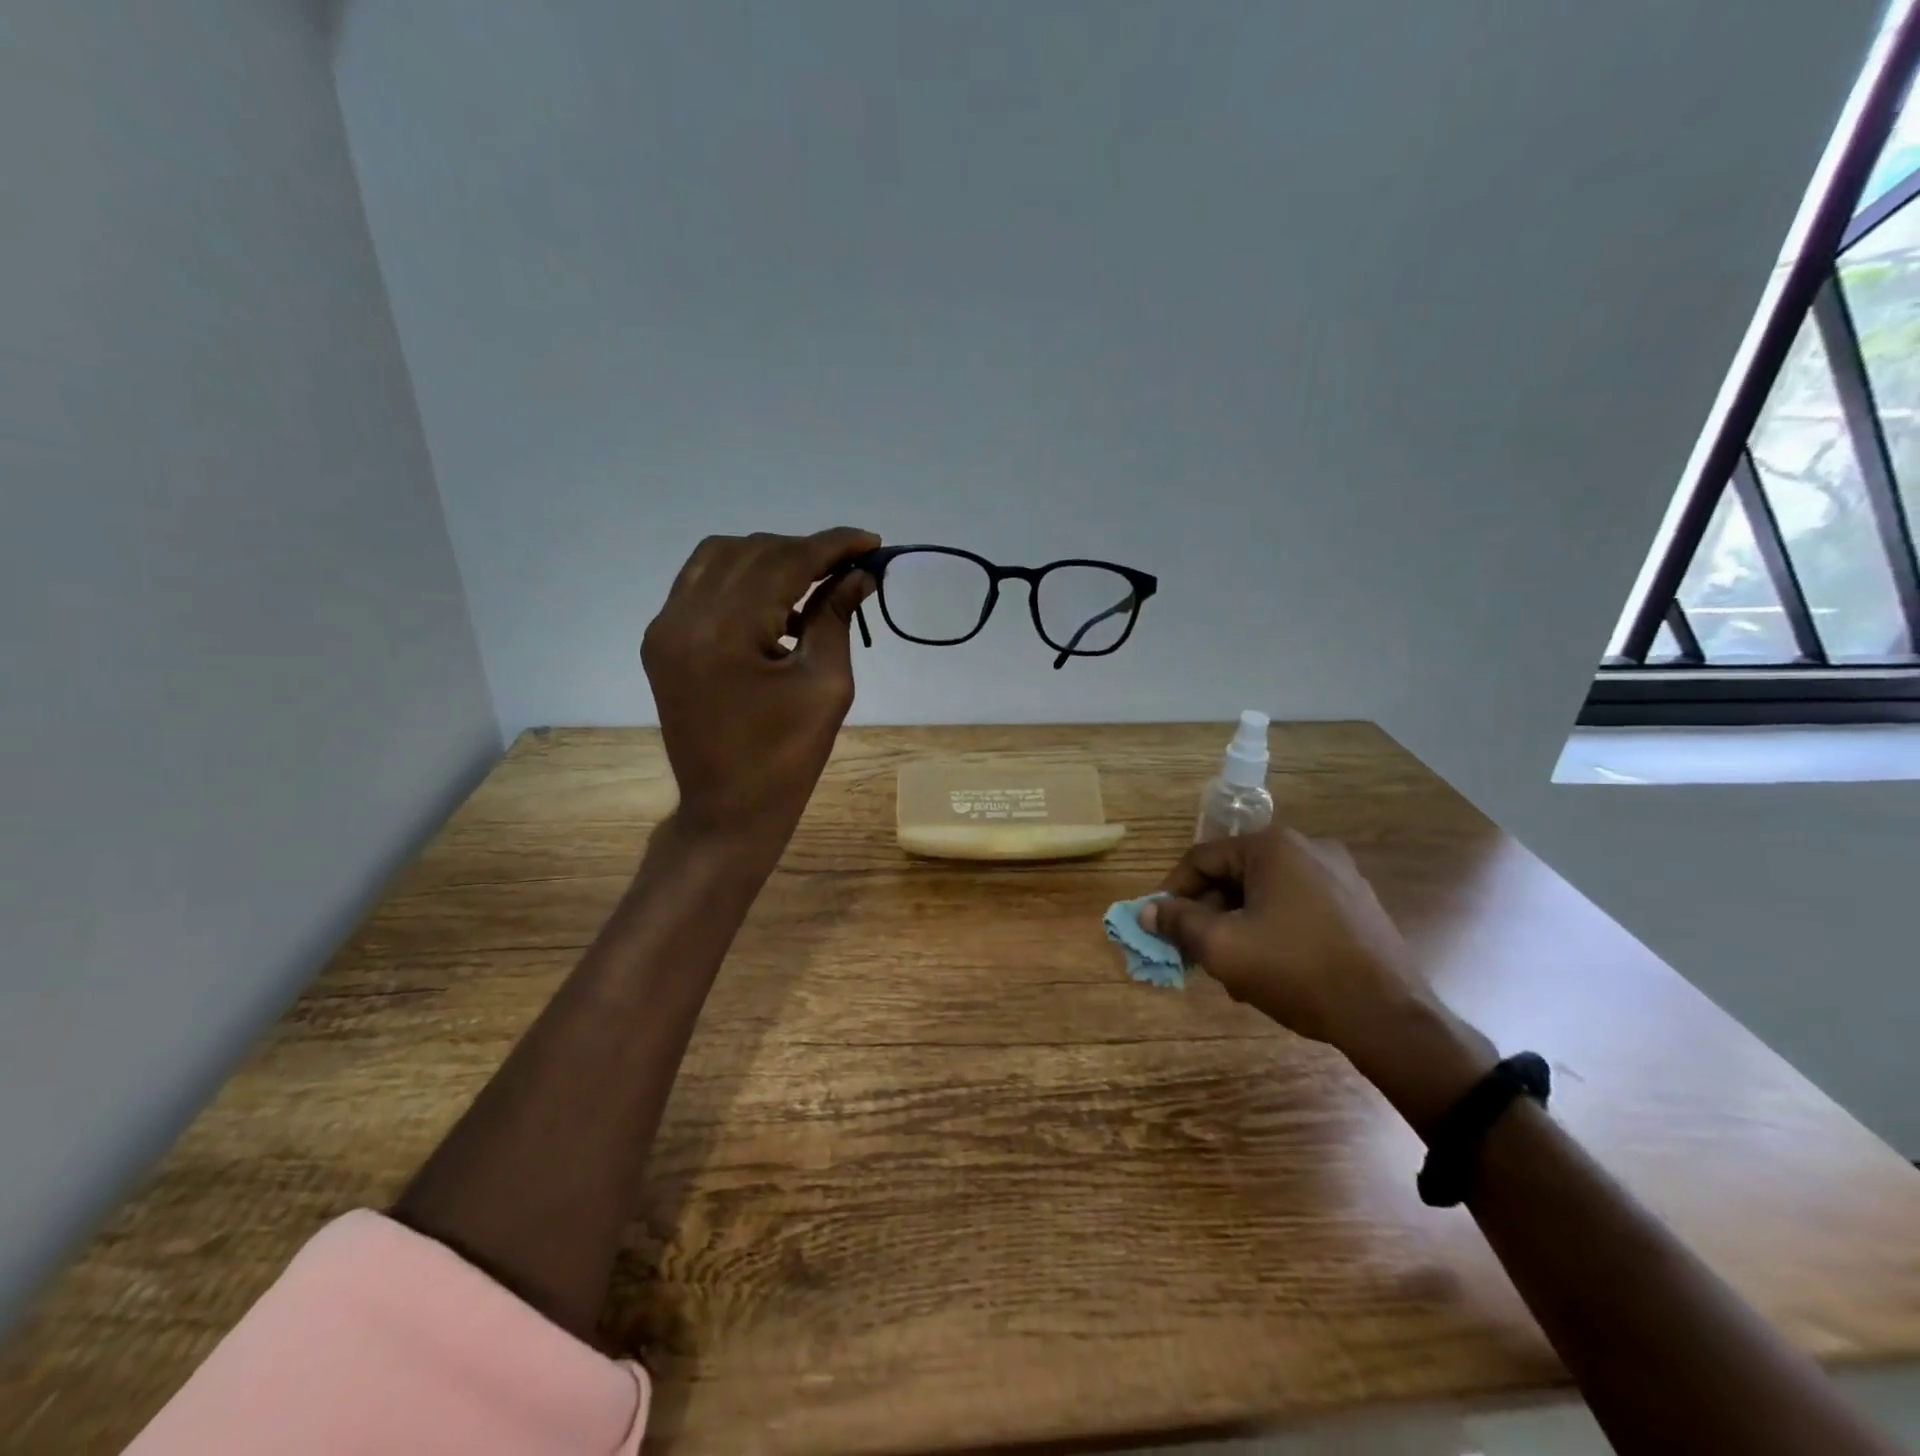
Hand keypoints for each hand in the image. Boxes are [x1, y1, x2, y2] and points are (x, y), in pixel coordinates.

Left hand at [642, 528, 878, 847]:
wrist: (727, 809)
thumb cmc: (786, 758)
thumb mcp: (825, 686)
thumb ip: (835, 619)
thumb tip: (858, 575)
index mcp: (724, 632)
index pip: (784, 562)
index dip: (832, 546)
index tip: (871, 542)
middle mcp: (683, 617)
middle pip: (751, 551)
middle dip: (805, 550)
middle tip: (849, 566)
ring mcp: (665, 628)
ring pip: (720, 557)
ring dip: (770, 558)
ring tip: (813, 581)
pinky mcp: (662, 642)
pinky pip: (701, 584)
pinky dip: (741, 580)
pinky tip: (775, 606)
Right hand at [1139, 827, 1415, 1046]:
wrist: (1389, 1017)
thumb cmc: (1297, 971)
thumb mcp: (1223, 948)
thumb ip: (1178, 923)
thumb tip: (1147, 910)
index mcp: (1272, 847)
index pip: (1202, 859)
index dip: (1172, 892)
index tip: (1160, 925)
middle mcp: (1307, 847)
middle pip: (1235, 875)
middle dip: (1208, 913)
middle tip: (1194, 951)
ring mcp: (1339, 874)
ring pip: (1265, 893)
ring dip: (1238, 924)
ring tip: (1232, 968)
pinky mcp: (1358, 903)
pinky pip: (1297, 906)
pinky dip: (1273, 928)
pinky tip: (1271, 967)